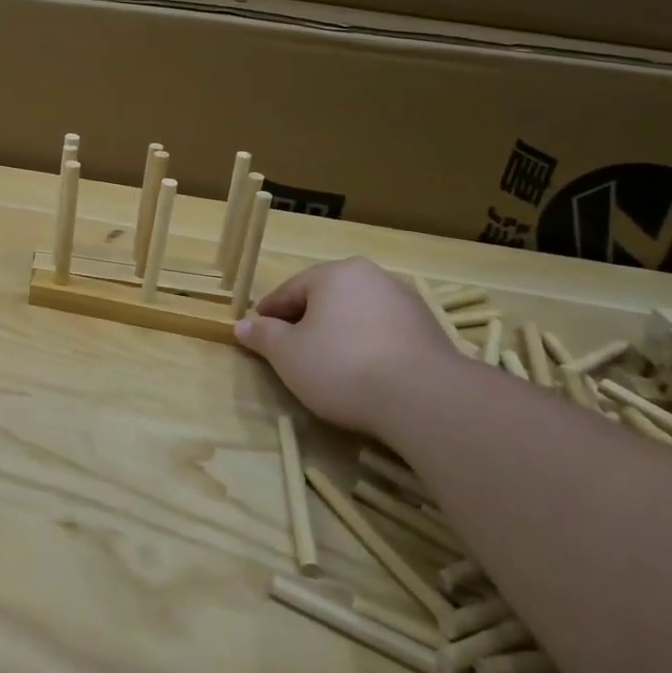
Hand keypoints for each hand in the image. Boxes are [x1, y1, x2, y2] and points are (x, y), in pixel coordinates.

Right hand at [234, 258, 460, 434]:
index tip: (256, 333)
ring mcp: (406, 302)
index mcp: (336, 273)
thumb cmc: (342, 366)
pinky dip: (366, 347)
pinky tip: (361, 373)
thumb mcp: (287, 354)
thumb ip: (263, 336)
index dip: (269, 313)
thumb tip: (242, 325)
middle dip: (305, 321)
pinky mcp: (429, 331)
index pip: (290, 290)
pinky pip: (383, 333)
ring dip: (337, 334)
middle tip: (288, 350)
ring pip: (356, 315)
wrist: (425, 399)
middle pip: (326, 298)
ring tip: (325, 365)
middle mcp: (373, 277)